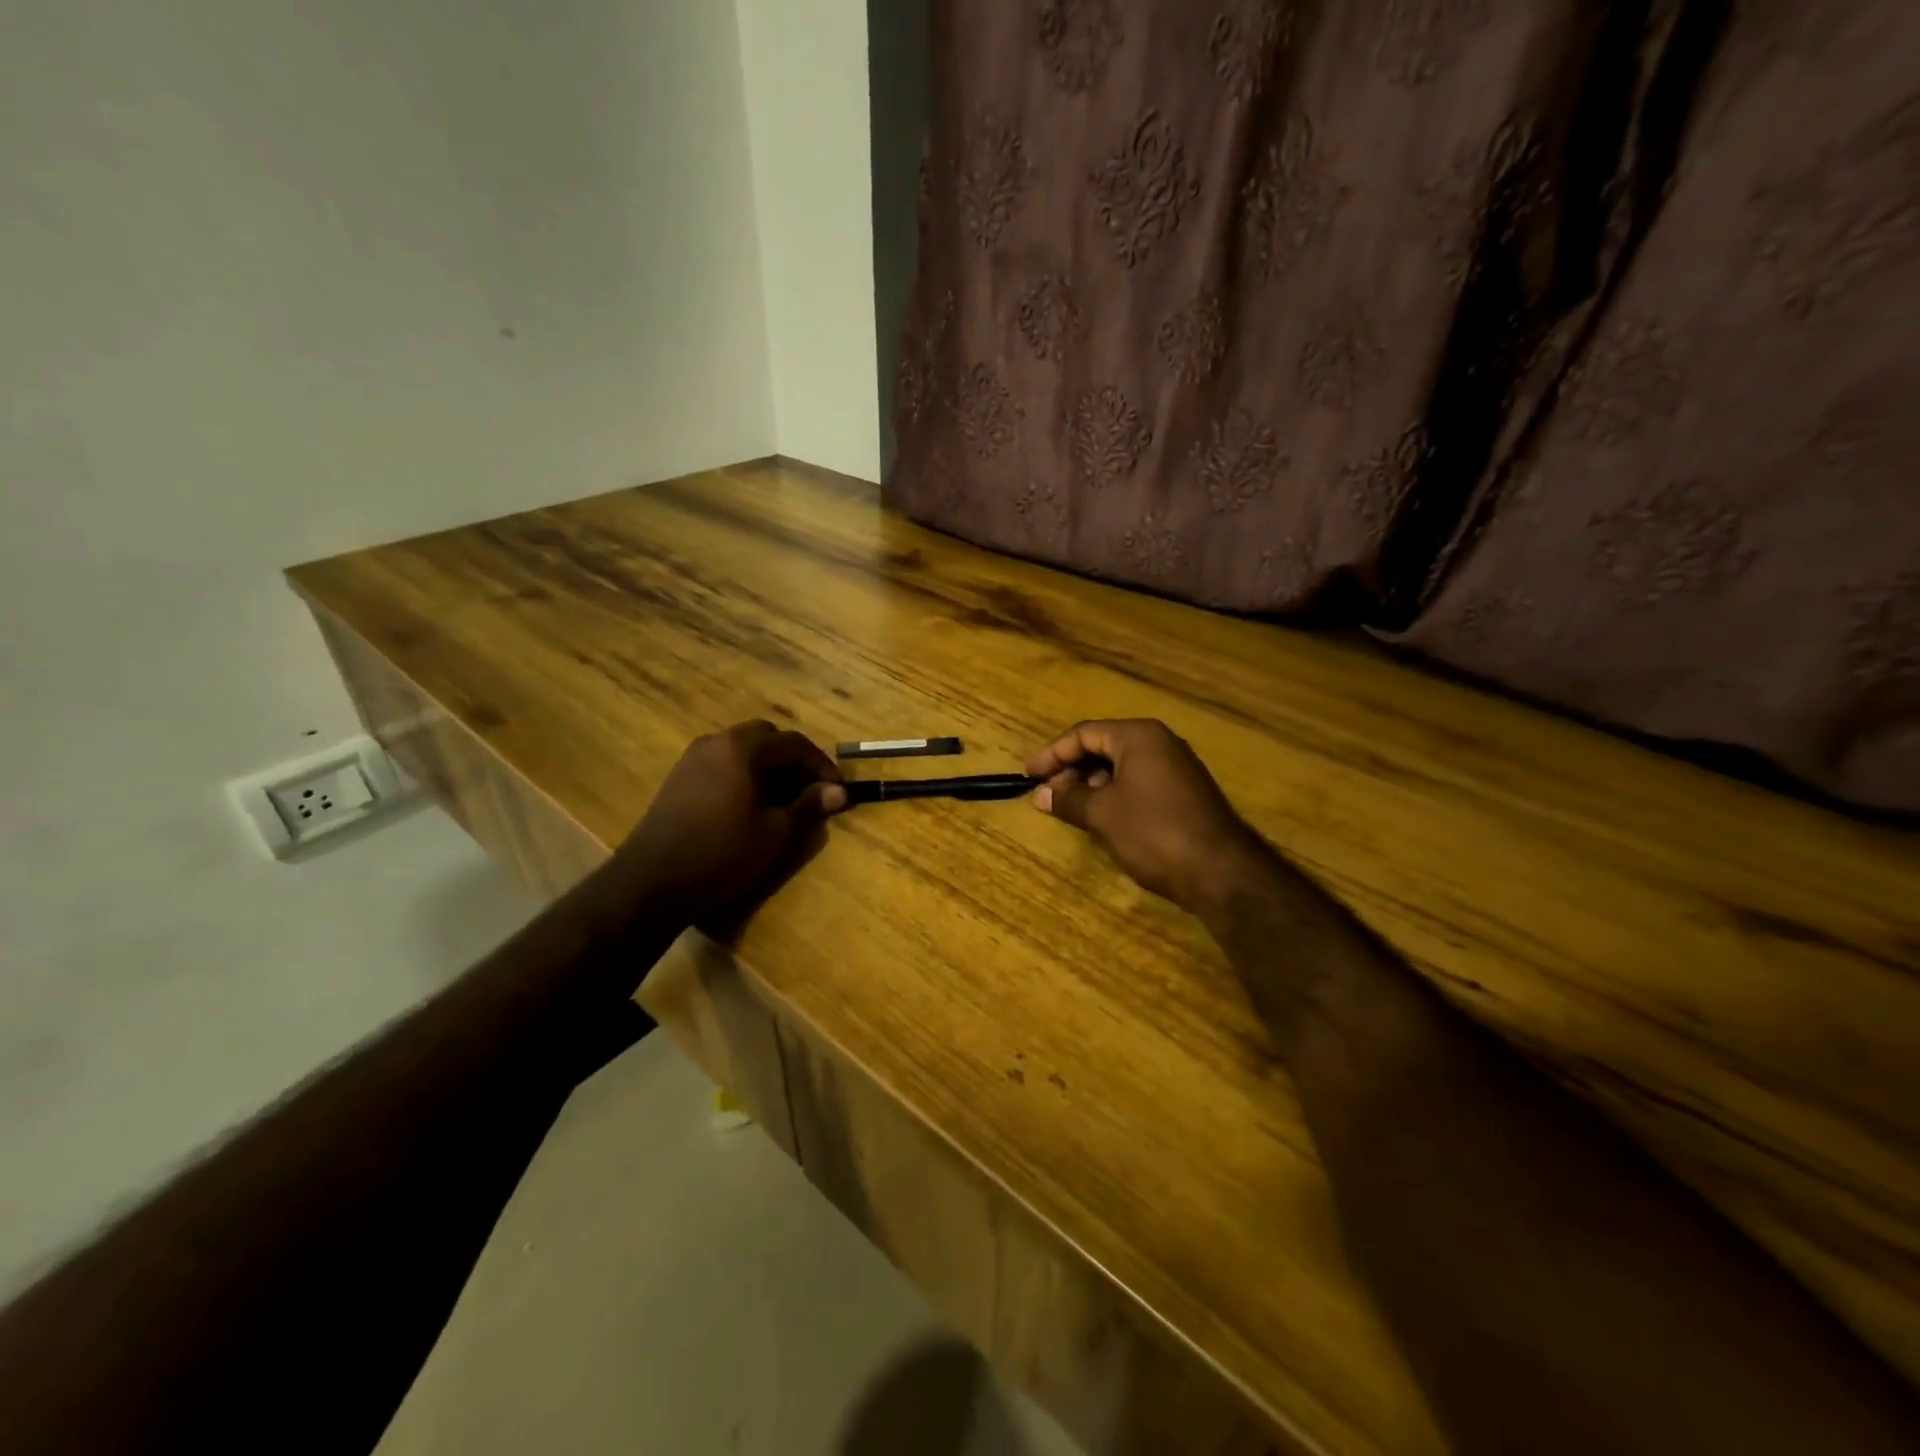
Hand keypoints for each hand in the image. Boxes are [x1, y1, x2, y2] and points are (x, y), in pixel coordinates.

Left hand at [613, 721, 846, 926]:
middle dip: (792, 759)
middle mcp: (716, 742)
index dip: (820, 764)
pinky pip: (722, 763)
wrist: (653, 881)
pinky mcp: (678, 777)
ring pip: (741, 749)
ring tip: (782, 797)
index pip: (793, 743)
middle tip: (809, 788)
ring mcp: (692, 758)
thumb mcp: (775, 832)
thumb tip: (839, 791)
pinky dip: (743, 773)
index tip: (836, 789)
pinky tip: (749, 803)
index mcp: (742, 748)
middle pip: (765, 737)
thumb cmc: (723, 853)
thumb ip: (808, 806)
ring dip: (767, 765)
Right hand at [1027, 719, 1266, 911]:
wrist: (1221, 871)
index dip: (1052, 754)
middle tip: (1048, 795)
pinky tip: (1102, 818)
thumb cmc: (1154, 832)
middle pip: (1103, 746)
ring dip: (1091, 784)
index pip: (1084, 733)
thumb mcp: (1103, 815)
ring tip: (1070, 809)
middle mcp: (1159, 742)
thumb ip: (1069, 800)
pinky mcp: (1184, 792)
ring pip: (1121, 766)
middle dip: (1071, 769)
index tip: (1029, 776)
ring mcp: (1176, 767)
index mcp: (1138, 736)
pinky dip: (1114, 795)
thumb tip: (1041, 795)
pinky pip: (1139, 782)